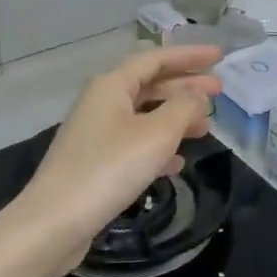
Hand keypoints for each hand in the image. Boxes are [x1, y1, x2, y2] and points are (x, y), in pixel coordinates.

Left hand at [10, 45, 222, 275]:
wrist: (56, 221)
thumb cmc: (109, 169)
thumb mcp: (157, 134)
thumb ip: (183, 108)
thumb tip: (197, 95)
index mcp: (111, 86)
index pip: (155, 59)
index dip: (188, 56)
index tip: (219, 56)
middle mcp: (101, 103)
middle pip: (149, 86)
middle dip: (185, 87)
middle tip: (220, 91)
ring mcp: (95, 134)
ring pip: (143, 116)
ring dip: (175, 119)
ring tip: (206, 129)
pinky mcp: (94, 164)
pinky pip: (133, 145)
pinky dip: (157, 148)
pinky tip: (177, 163)